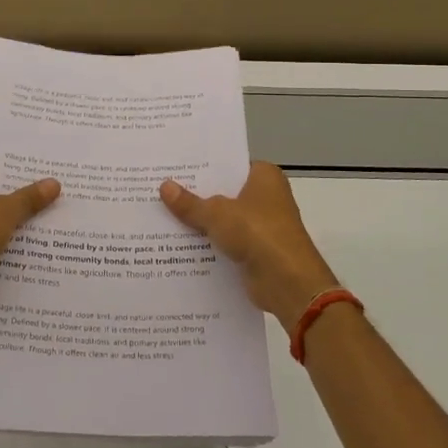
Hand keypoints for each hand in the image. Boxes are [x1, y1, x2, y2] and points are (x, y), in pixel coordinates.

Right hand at [161, 162, 339, 333]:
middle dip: (197, 195)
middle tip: (160, 189)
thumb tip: (164, 187)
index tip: (175, 168)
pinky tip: (179, 244)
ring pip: (224, 219)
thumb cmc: (257, 233)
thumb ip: (190, 203)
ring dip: (201, 222)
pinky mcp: (257, 251)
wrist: (287, 282)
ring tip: (163, 215)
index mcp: (265, 176)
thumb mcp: (216, 213)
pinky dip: (209, 244)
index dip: (204, 167)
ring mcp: (263, 225)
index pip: (230, 165)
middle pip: (225, 192)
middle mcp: (267, 197)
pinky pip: (227, 241)